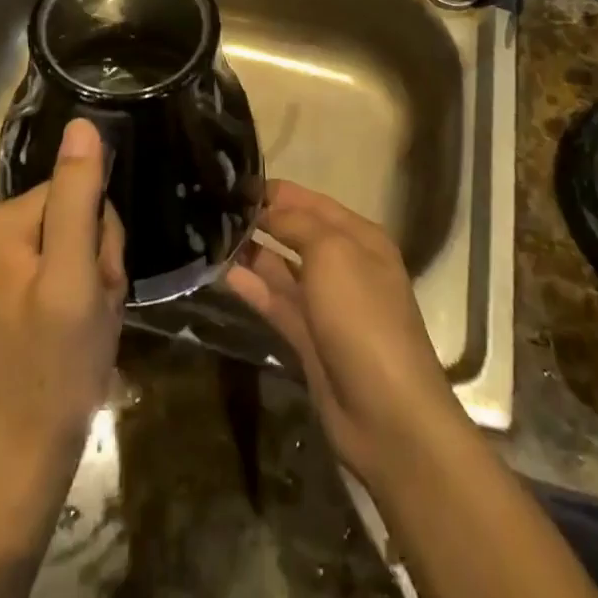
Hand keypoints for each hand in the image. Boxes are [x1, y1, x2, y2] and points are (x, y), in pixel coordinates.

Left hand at [0, 118, 126, 487]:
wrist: (22, 462)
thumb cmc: (53, 369)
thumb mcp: (74, 278)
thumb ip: (77, 198)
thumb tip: (82, 124)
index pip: (72, 190)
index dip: (99, 234)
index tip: (98, 282)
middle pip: (70, 214)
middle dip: (95, 257)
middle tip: (93, 308)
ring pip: (70, 242)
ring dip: (91, 278)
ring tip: (86, 323)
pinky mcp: (3, 293)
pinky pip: (57, 268)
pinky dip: (78, 295)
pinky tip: (75, 329)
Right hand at [225, 180, 463, 486]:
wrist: (387, 414)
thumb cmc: (363, 316)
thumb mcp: (332, 253)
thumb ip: (296, 224)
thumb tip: (267, 211)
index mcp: (359, 238)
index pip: (312, 202)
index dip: (276, 192)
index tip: (233, 183)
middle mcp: (344, 265)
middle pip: (296, 233)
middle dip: (261, 219)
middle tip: (215, 206)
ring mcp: (326, 305)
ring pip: (282, 268)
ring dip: (252, 252)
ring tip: (210, 235)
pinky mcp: (308, 339)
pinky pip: (276, 302)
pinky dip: (252, 286)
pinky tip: (222, 272)